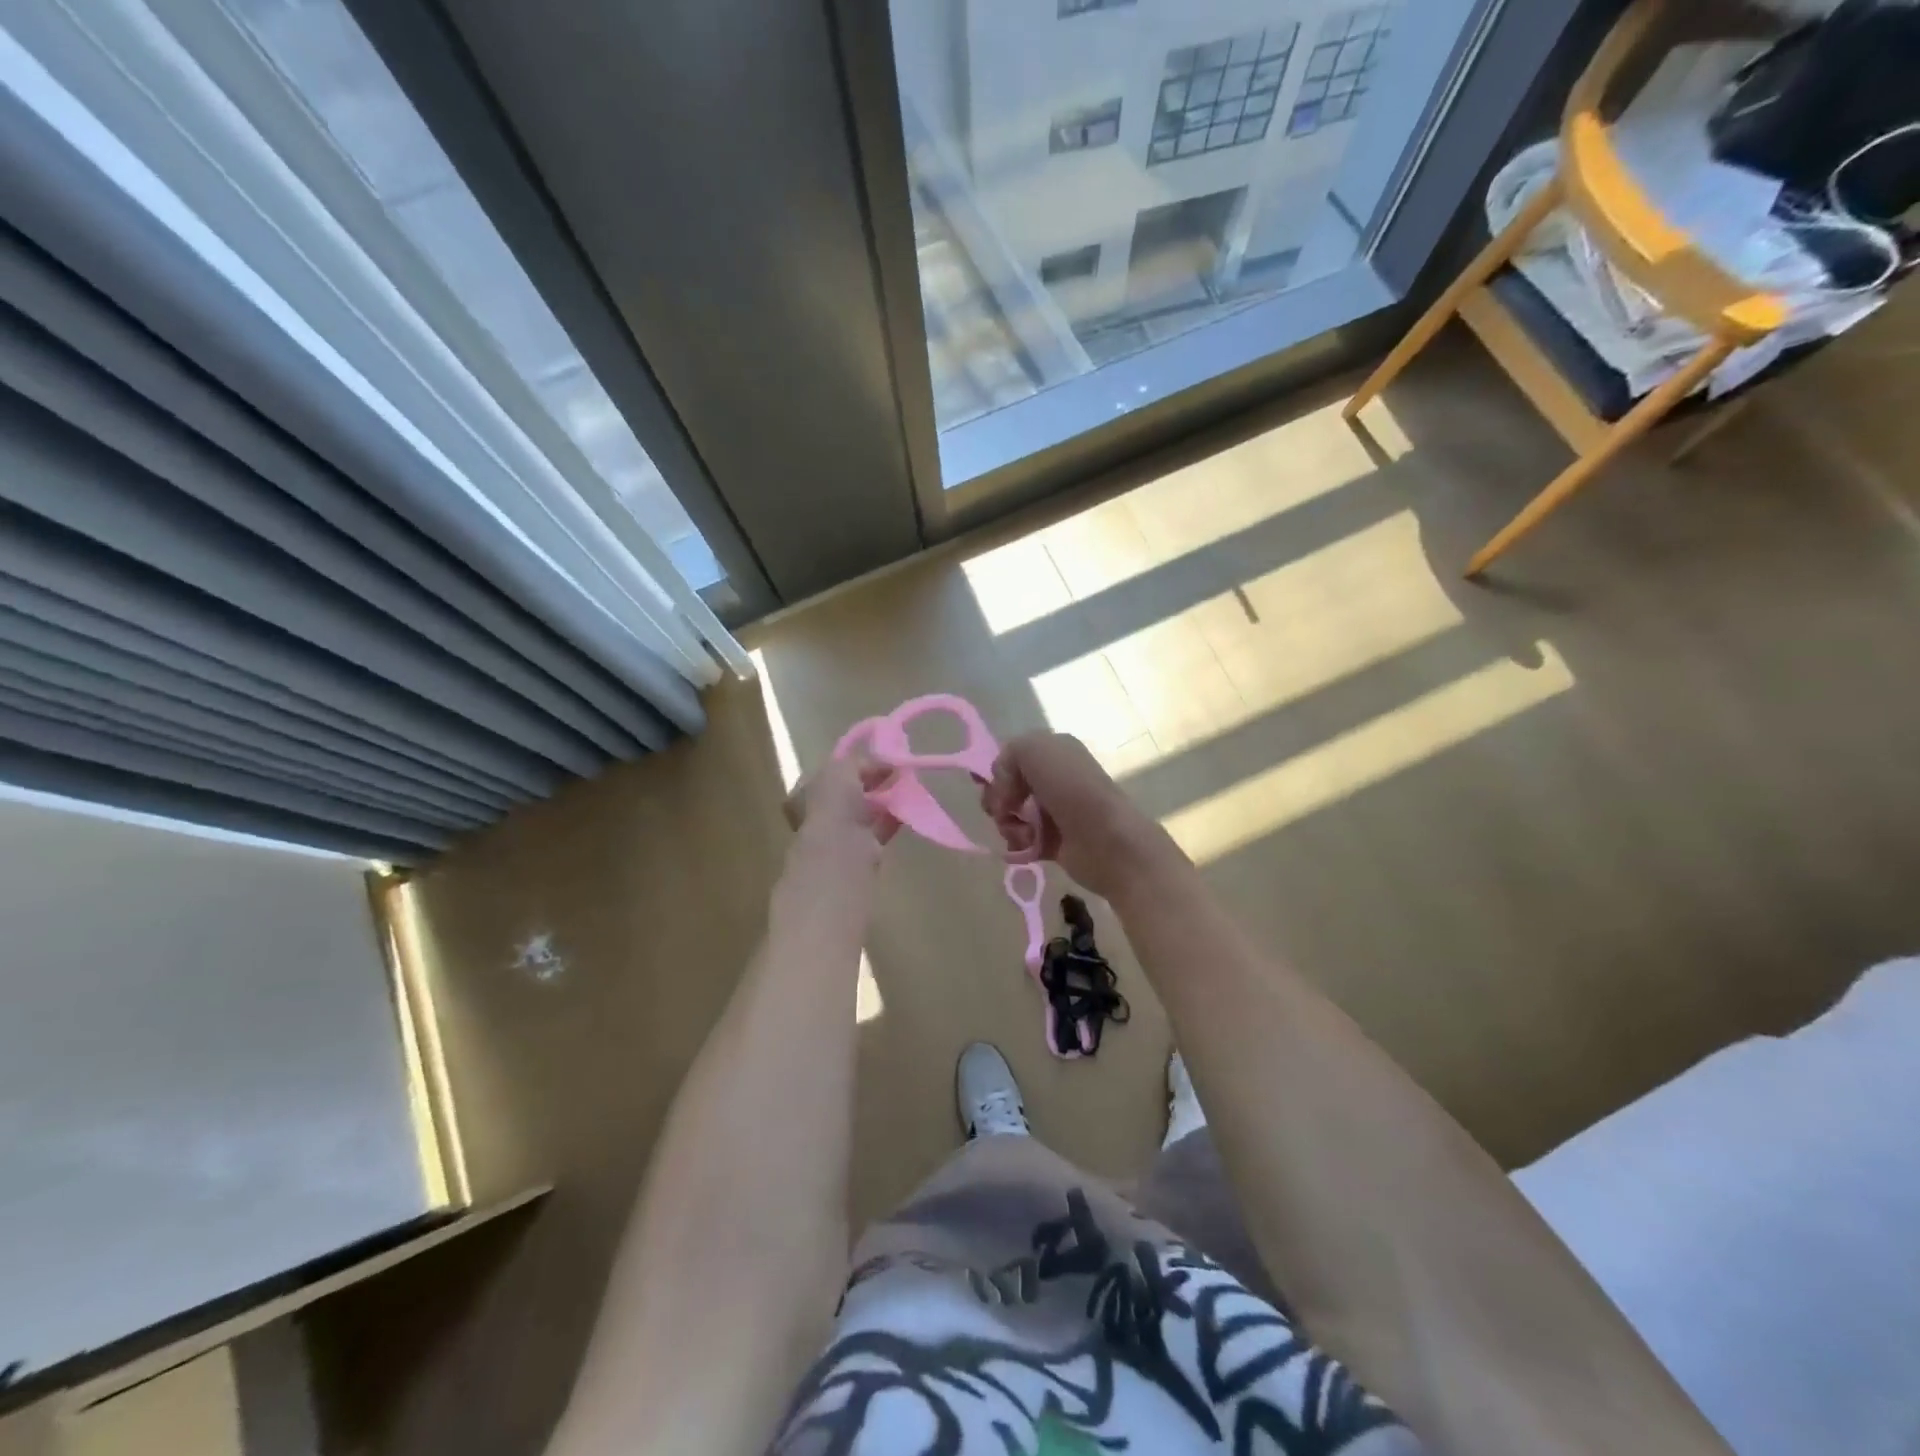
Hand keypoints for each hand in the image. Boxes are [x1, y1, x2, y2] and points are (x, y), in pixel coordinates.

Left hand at [784, 754, 899, 851]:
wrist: (840, 849)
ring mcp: (839, 831)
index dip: (853, 764)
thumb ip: (861, 761)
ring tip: (905, 787)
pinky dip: (892, 818)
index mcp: (806, 790)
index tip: (876, 758)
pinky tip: (907, 807)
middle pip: (849, 791)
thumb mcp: (843, 768)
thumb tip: (884, 763)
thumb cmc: (833, 802)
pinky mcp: (860, 848)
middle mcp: (819, 811)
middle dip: (871, 782)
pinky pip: (879, 827)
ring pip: (864, 810)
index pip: (831, 771)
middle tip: (893, 772)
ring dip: (883, 800)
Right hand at [981, 733, 1179, 897]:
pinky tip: (1029, 847)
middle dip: (999, 802)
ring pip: (1012, 816)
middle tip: (1006, 812)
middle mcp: (1056, 778)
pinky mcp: (1055, 842)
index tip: (1001, 788)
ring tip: (1024, 834)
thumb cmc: (1070, 789)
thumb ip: (1008, 755)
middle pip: (1008, 789)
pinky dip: (1020, 845)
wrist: (1105, 839)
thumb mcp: (1034, 750)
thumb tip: (1004, 787)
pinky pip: (1023, 841)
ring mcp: (1056, 812)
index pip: (1011, 759)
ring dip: (1009, 825)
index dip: (999, 774)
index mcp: (1054, 752)